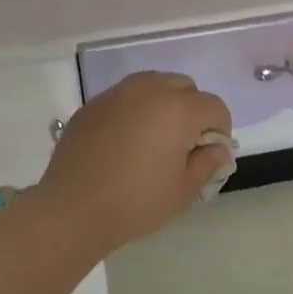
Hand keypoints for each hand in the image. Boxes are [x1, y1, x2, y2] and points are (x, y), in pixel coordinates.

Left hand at [40, 72, 232, 253]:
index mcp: (178, 110)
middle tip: (183, 144)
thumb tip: (217, 149)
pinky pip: (124, 97)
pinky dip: (134, 110)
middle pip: (184, 86)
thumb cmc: (136, 203)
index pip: (214, 106)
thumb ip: (207, 163)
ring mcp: (116, 94)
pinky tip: (124, 141)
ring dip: (163, 103)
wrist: (73, 209)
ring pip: (153, 84)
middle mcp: (149, 90)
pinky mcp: (92, 105)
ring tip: (154, 137)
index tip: (209, 154)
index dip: (220, 130)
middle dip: (192, 110)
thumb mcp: (183, 191)